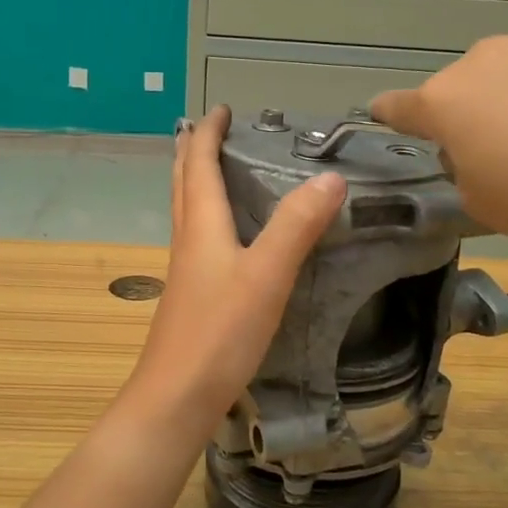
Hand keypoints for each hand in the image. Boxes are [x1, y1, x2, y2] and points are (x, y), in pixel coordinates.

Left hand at [122, 107, 346, 436]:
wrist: (176, 397)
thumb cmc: (219, 332)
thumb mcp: (266, 275)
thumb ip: (297, 226)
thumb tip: (331, 178)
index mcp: (201, 225)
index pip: (199, 164)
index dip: (208, 133)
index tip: (222, 109)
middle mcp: (188, 240)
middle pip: (184, 183)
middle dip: (195, 152)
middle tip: (215, 131)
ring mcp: (186, 270)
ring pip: (188, 211)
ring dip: (198, 182)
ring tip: (220, 171)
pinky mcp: (192, 296)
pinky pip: (198, 239)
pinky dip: (210, 218)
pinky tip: (228, 237)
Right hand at [370, 26, 507, 259]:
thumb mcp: (486, 205)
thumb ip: (466, 172)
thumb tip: (480, 151)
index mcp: (448, 100)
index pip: (399, 106)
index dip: (389, 115)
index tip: (383, 116)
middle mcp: (487, 58)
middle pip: (465, 86)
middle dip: (474, 113)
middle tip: (506, 153)